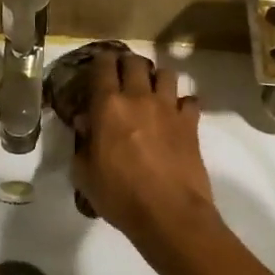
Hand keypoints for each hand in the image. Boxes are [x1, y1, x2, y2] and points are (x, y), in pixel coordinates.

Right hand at [72, 49, 216, 249]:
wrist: (169, 213)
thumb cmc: (119, 196)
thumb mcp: (85, 174)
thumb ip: (83, 144)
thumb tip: (86, 124)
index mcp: (108, 106)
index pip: (102, 68)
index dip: (100, 61)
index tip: (98, 65)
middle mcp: (139, 98)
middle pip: (135, 62)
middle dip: (127, 63)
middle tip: (122, 74)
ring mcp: (168, 108)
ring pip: (165, 74)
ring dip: (156, 78)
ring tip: (152, 90)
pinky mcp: (191, 123)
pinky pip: (189, 101)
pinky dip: (182, 103)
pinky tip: (177, 115)